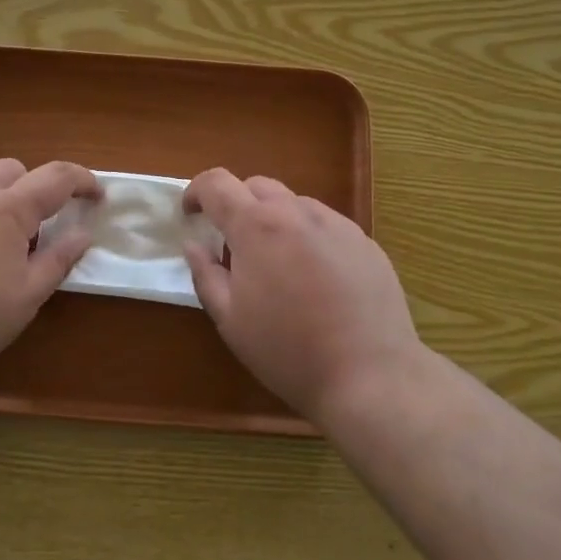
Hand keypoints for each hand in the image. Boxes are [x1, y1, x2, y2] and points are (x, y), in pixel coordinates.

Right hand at [182, 169, 423, 422]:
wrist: (370, 375)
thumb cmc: (288, 351)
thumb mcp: (231, 320)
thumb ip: (205, 275)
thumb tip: (194, 245)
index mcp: (257, 226)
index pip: (217, 184)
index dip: (196, 192)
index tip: (190, 215)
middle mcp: (297, 212)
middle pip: (257, 186)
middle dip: (236, 206)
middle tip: (233, 247)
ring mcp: (336, 224)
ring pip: (294, 204)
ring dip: (274, 221)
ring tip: (277, 265)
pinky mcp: (365, 242)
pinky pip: (325, 225)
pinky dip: (307, 236)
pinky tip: (316, 278)